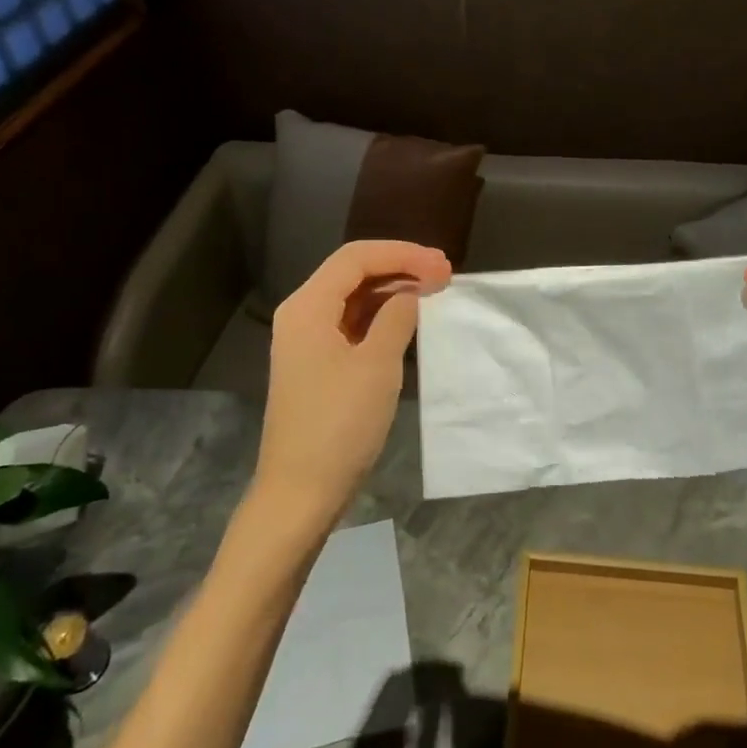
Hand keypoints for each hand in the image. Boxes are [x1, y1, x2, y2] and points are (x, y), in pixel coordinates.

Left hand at [255, 240, 451, 531]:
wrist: (301, 493)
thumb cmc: (339, 425)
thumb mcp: (377, 365)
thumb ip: (397, 318)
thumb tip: (410, 295)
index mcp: (307, 306)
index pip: (356, 258)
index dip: (402, 254)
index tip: (443, 266)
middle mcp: (302, 315)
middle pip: (353, 272)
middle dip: (399, 267)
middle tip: (445, 274)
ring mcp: (308, 341)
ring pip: (354, 298)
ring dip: (393, 290)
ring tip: (435, 291)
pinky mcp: (318, 364)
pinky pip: (352, 323)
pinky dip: (382, 316)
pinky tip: (410, 320)